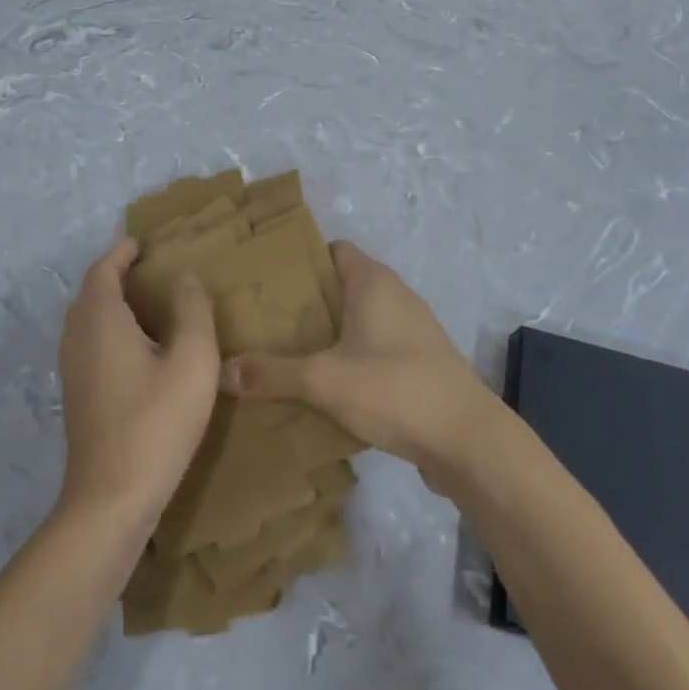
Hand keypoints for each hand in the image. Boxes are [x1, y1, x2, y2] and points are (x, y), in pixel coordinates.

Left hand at [57, 239, 219, 530]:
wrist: (111, 499)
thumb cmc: (156, 422)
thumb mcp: (193, 360)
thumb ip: (193, 311)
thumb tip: (184, 278)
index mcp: (101, 320)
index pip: (103, 270)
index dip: (122, 252)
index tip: (144, 243)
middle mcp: (77, 339)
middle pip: (90, 293)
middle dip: (116, 275)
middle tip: (151, 270)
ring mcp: (72, 371)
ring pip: (86, 321)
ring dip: (111, 304)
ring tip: (148, 305)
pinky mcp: (77, 397)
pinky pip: (88, 344)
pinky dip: (109, 330)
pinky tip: (139, 350)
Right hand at [219, 242, 498, 489]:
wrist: (467, 440)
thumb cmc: (394, 388)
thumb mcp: (324, 381)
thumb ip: (272, 373)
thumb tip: (221, 370)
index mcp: (374, 282)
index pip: (333, 249)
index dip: (301, 259)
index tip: (266, 280)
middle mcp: (396, 295)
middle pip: (344, 284)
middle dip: (308, 300)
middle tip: (265, 320)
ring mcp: (414, 329)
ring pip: (361, 317)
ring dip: (331, 331)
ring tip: (288, 351)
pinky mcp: (422, 362)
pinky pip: (378, 346)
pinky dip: (353, 355)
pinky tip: (328, 383)